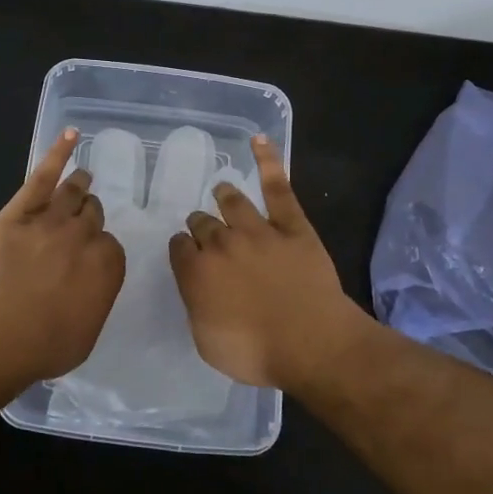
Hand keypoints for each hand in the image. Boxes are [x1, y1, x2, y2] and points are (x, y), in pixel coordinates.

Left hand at [0, 128, 125, 381]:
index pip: (110, 246)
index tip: (89, 258)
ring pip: (73, 194)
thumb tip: (91, 287)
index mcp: (107, 265)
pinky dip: (59, 153)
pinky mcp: (20, 212)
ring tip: (82, 179)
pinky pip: (43, 175)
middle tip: (82, 221)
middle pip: (92, 215)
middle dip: (89, 217)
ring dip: (80, 186)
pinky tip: (70, 136)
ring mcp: (52, 220)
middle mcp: (84, 236)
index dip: (98, 250)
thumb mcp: (86, 332)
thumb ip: (95, 300)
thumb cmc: (45, 345)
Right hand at [167, 137, 368, 389]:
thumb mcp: (208, 342)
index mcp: (197, 273)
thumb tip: (198, 289)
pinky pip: (278, 187)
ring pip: (232, 202)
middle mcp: (221, 244)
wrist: (313, 344)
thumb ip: (198, 308)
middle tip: (204, 228)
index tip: (187, 253)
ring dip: (223, 195)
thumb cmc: (257, 353)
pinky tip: (260, 140)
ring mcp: (258, 231)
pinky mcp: (292, 226)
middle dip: (200, 224)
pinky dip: (268, 161)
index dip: (182, 249)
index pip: (179, 248)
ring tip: (221, 190)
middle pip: (202, 223)